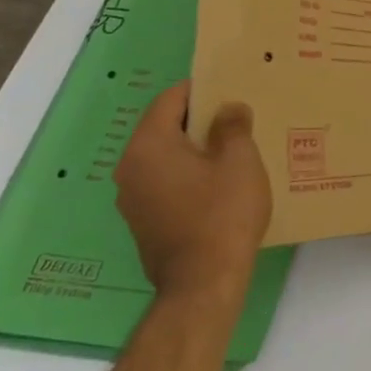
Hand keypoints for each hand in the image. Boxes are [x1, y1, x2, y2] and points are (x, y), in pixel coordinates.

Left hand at [114, 83, 272, 305]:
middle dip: (199, 119)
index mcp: (148, 146)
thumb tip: (228, 108)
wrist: (203, 282)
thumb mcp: (240, 160)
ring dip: (194, 148)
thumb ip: (233, 126)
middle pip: (163, 128)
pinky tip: (219, 183)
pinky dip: (188, 173)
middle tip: (236, 116)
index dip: (200, 89)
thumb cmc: (222, 213)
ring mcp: (132, 199)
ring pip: (164, 157)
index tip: (229, 88)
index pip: (169, 100)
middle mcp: (130, 168)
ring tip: (232, 148)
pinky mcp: (143, 222)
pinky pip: (165, 182)